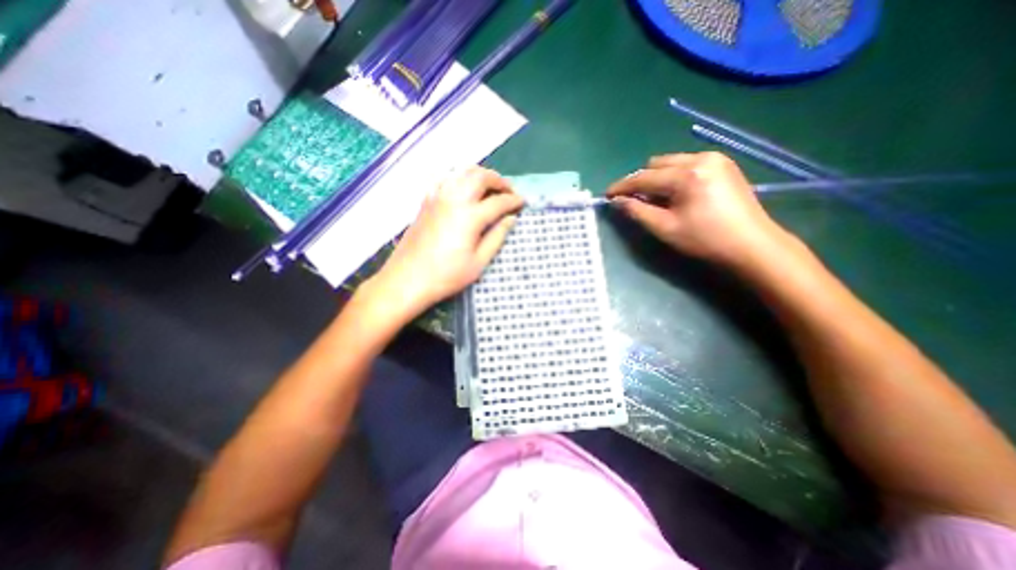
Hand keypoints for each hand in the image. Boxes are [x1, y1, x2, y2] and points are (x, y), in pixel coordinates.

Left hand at [366, 168, 522, 317]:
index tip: (523, 203)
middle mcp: (454, 199)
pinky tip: (462, 187)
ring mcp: (437, 197)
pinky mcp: (426, 201)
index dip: (514, 201)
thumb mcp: (478, 262)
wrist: (407, 279)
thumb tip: (510, 219)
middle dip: (500, 181)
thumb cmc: (446, 276)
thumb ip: (497, 237)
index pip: (498, 201)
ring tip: (490, 187)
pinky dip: (458, 177)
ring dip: (481, 175)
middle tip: (509, 192)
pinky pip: (444, 178)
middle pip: (481, 177)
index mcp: (470, 216)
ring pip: (462, 172)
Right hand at [606, 150, 789, 269]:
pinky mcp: (723, 164)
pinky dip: (673, 177)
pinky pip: (687, 164)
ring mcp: (715, 159)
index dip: (622, 186)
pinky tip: (674, 194)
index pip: (644, 177)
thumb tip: (617, 201)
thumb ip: (637, 211)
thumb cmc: (705, 240)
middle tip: (633, 200)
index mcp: (687, 175)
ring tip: (654, 199)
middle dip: (641, 181)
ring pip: (671, 162)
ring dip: (657, 178)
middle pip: (657, 164)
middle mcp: (700, 158)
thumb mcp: (665, 228)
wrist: (752, 245)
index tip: (607, 194)